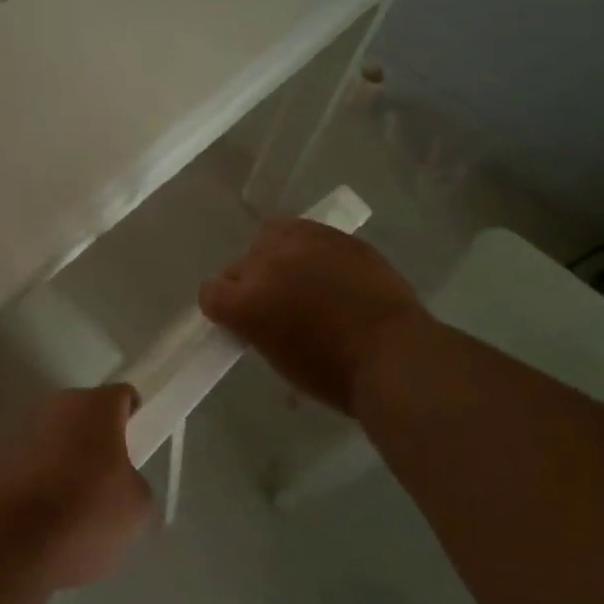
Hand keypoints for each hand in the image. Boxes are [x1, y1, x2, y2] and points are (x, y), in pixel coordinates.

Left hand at [0, 385, 153, 590]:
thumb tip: (118, 481)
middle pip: (85, 414)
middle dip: (96, 439)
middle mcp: (55, 404)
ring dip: (64, 456)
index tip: (134, 449)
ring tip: (69, 504)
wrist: (6, 544)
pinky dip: (36, 475)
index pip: (122, 396)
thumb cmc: (83, 516)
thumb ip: (133, 481)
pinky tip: (39, 513)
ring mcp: (19, 426)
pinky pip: (28, 457)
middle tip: (105, 481)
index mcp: (94, 406)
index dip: (133, 419)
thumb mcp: (135, 508)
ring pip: (54, 435)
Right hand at [200, 218, 429, 411]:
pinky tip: (321, 264)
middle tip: (276, 305)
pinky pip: (302, 228)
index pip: (209, 292)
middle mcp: (263, 266)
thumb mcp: (278, 358)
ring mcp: (299, 245)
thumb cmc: (333, 374)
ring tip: (296, 275)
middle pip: (237, 265)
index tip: (241, 322)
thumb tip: (259, 315)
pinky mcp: (332, 235)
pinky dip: (303, 244)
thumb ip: (256, 327)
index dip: (223, 309)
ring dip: (273, 255)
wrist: (394, 355)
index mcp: (244, 304)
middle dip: (250, 285)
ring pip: (267, 236)